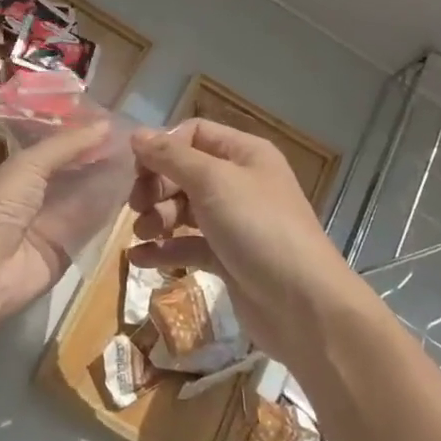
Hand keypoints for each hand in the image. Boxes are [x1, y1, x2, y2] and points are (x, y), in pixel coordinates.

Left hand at [0, 120, 133, 322]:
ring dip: (109, 182)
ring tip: (144, 161)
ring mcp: (52, 223)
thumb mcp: (28, 165)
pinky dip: (109, 210)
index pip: (55, 149)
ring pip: (86, 197)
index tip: (116, 123)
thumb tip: (105, 124)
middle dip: (100, 158)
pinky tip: (136, 192)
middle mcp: (35, 195)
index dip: (81, 137)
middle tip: (138, 142)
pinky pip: (91, 225)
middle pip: (74, 173)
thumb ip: (66, 145)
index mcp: (18, 171)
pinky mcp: (67, 248)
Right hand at [127, 119, 362, 360]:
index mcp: (245, 154)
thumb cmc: (258, 228)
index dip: (163, 147)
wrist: (304, 306)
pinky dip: (164, 249)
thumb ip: (171, 156)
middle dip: (156, 186)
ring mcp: (234, 222)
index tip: (138, 170)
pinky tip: (139, 258)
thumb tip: (136, 135)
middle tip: (136, 206)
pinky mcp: (227, 258)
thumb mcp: (213, 181)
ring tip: (142, 233)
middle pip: (185, 171)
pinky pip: (188, 245)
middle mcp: (240, 182)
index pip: (194, 134)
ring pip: (184, 209)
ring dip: (157, 217)